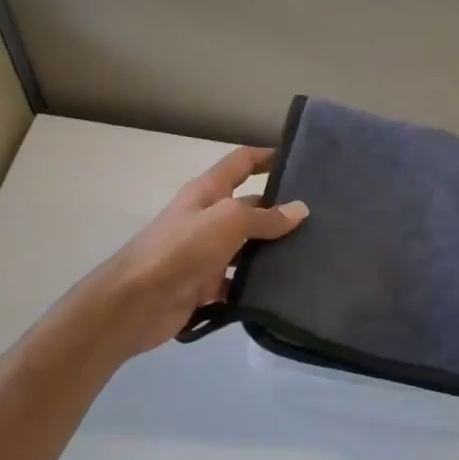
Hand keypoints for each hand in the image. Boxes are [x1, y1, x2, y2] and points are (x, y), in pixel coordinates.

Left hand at [88, 146, 307, 359]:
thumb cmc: (181, 249)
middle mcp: (207, 217)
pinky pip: (238, 281)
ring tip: (313, 255)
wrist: (136, 302)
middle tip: (322, 220)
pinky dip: (257, 284)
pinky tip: (286, 289)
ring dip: (273, 251)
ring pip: (248, 247)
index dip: (267, 157)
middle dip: (281, 210)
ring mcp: (206, 253)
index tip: (300, 161)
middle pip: (250, 207)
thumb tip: (300, 210)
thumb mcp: (227, 221)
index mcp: (207, 192)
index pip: (241, 163)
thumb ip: (264, 216)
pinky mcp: (206, 285)